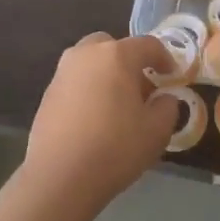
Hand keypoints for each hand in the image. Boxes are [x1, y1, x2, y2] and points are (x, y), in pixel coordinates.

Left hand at [25, 32, 179, 209]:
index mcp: (116, 55)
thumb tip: (164, 98)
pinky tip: (94, 118)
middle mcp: (85, 54)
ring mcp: (62, 72)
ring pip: (90, 62)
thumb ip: (168, 107)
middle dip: (129, 62)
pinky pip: (75, 81)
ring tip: (117, 105)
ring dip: (106, 74)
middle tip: (141, 88)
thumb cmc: (115, 148)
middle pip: (113, 47)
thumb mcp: (157, 131)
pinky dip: (88, 90)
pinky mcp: (47, 93)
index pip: (148, 45)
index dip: (165, 58)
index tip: (173, 76)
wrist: (60, 175)